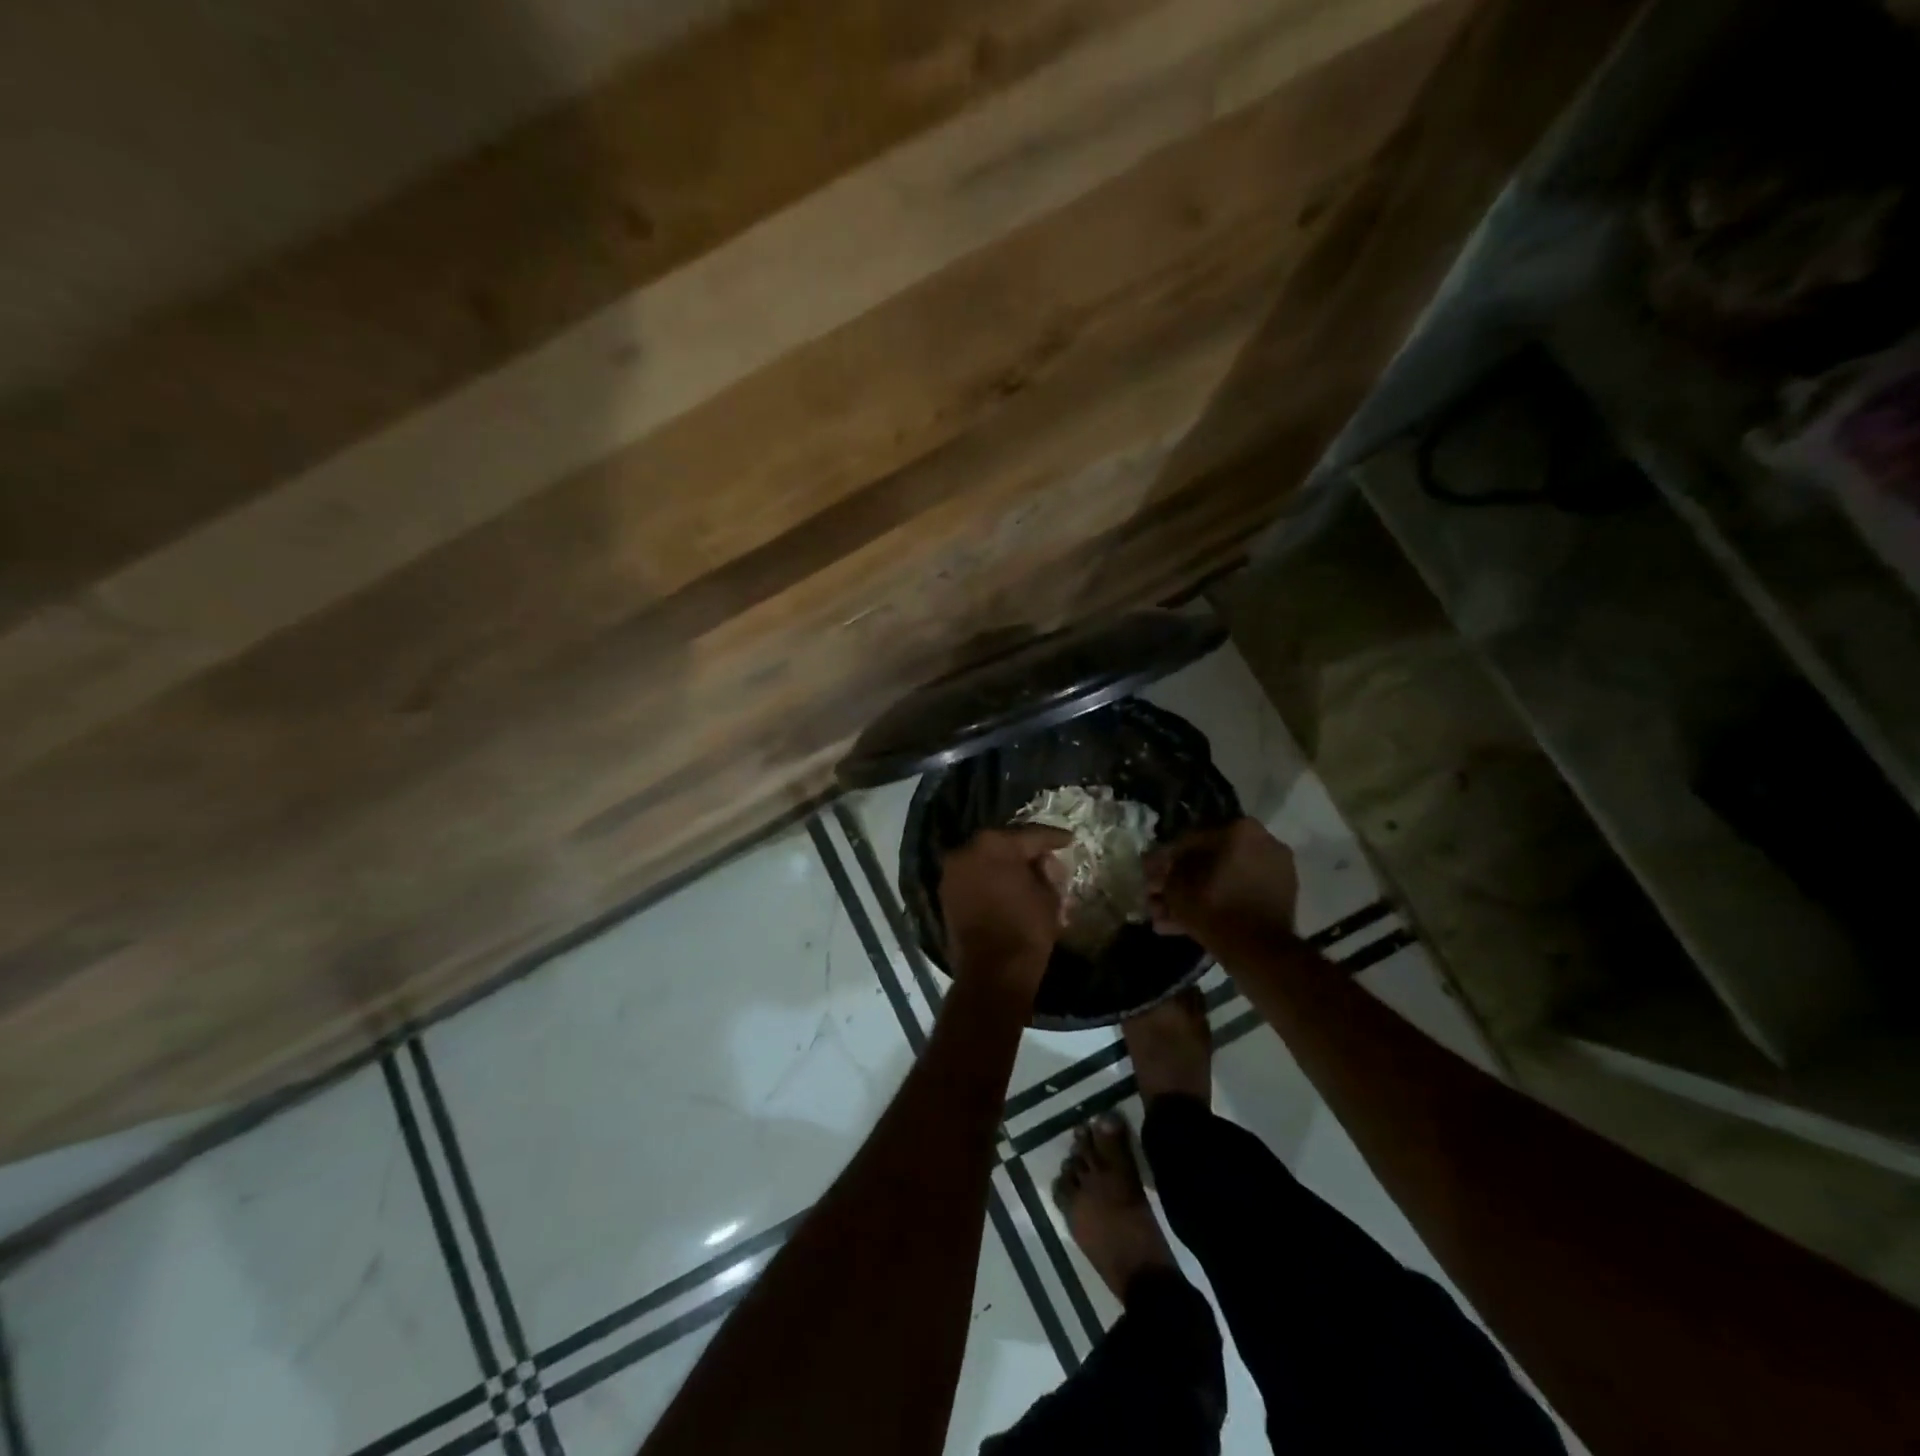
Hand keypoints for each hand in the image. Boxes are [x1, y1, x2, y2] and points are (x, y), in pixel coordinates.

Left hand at [938, 825, 1072, 994]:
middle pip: (1003, 845)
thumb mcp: (1049, 897)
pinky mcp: (946, 895)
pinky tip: (1008, 889)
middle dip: (1025, 851)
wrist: (992, 973)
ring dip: (1005, 866)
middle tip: (1048, 857)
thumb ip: (1048, 872)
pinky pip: (974, 879)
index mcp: (994, 844)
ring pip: (986, 861)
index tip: (1069, 839)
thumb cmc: (1026, 929)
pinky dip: (990, 881)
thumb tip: (1044, 863)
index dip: (1053, 838)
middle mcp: (967, 851)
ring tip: (1028, 875)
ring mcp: (952, 873)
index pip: (1031, 836)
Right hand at [1144, 818, 1298, 940]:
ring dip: (1192, 898)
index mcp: (1240, 831)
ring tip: (1164, 918)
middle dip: (1178, 883)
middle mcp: (1262, 843)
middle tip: (1156, 899)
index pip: (1189, 841)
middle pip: (1207, 863)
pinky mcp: (1279, 897)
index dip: (1164, 861)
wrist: (1262, 954)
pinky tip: (1182, 925)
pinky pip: (1239, 894)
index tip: (1149, 877)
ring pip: (1222, 881)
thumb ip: (1162, 872)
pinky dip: (1215, 905)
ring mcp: (1275, 871)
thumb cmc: (1215, 910)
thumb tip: (1151, 863)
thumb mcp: (1176, 888)